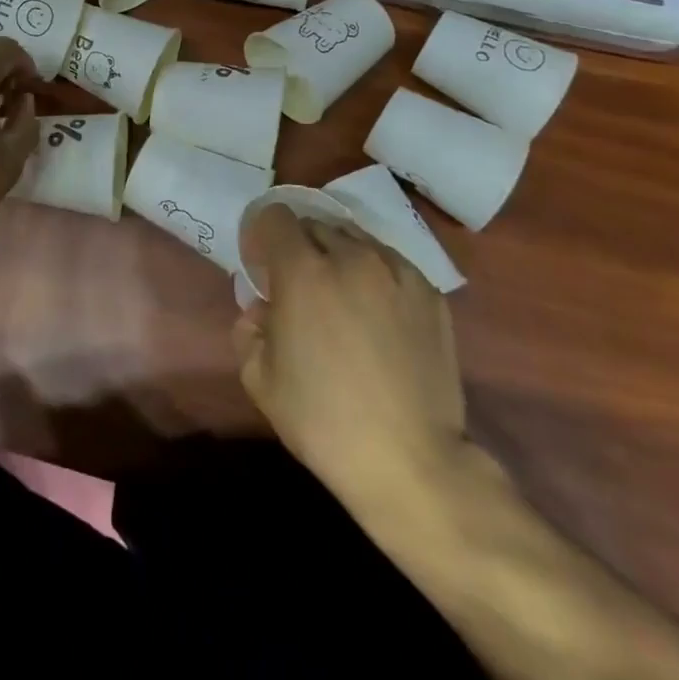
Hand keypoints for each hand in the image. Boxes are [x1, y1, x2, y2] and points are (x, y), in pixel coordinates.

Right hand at [234, 205, 468, 512]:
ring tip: (343, 297)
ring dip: (339, 257)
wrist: (413, 463)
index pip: (275, 217)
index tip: (263, 265)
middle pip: (315, 225)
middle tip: (300, 286)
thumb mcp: (258, 378)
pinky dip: (376, 275)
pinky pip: (391, 263)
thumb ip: (249, 327)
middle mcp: (350, 257)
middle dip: (300, 247)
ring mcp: (396, 271)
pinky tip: (378, 313)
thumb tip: (263, 308)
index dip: (263, 235)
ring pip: (356, 239)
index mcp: (302, 271)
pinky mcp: (430, 292)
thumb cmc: (324, 421)